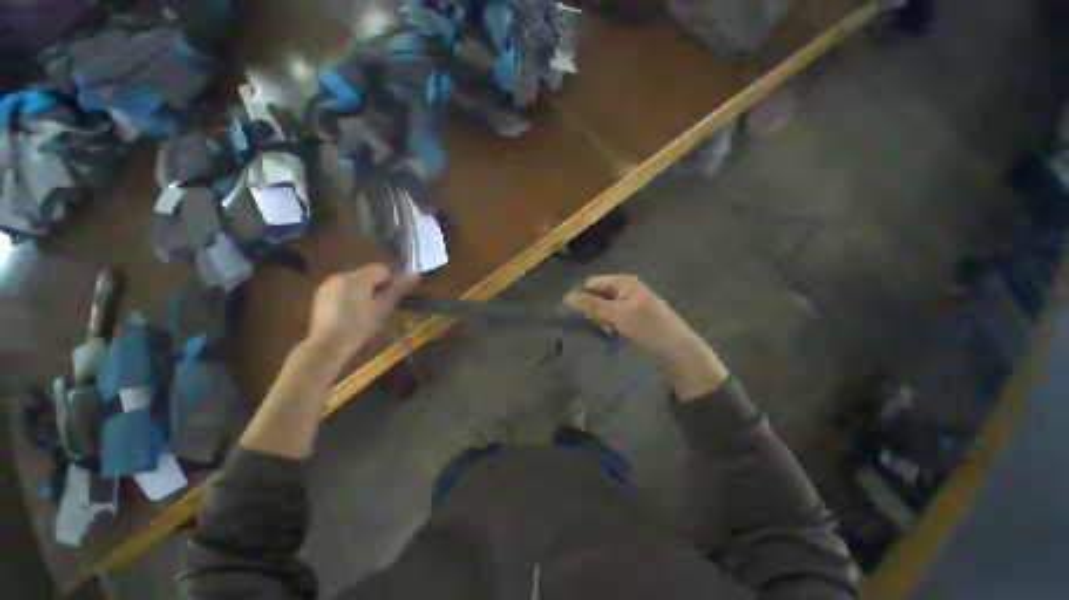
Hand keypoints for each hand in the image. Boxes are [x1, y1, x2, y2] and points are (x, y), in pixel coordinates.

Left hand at [307, 264, 416, 357]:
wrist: (327, 347)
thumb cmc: (359, 327)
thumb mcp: (382, 309)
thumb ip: (397, 290)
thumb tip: (413, 277)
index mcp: (356, 278)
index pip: (382, 268)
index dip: (393, 280)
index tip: (396, 296)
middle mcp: (341, 275)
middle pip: (368, 274)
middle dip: (379, 286)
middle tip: (384, 304)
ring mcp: (328, 285)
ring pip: (356, 281)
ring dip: (366, 290)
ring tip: (368, 309)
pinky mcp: (321, 295)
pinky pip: (344, 289)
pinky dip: (352, 295)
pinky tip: (353, 313)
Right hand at [566, 275, 728, 399]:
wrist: (676, 347)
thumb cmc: (647, 325)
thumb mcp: (617, 314)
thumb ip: (592, 305)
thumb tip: (567, 297)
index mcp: (623, 282)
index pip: (592, 283)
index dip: (585, 297)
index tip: (587, 315)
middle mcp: (624, 289)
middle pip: (597, 295)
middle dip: (595, 311)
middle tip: (604, 325)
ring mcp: (628, 303)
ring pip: (603, 308)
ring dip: (603, 320)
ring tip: (611, 331)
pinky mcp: (631, 316)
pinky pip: (612, 317)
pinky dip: (610, 325)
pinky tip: (616, 334)